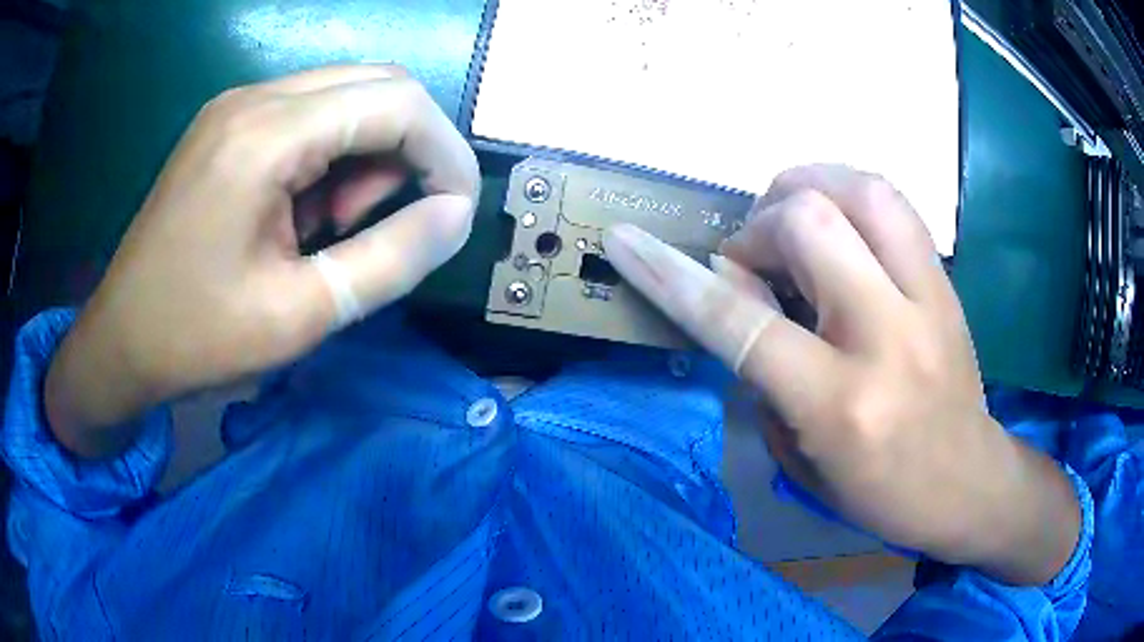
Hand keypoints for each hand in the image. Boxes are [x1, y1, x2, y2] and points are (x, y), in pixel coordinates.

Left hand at [45, 65, 479, 457]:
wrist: (120, 342)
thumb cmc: (197, 339)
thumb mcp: (301, 314)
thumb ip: (392, 260)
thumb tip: (456, 215)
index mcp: (265, 136)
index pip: (396, 101)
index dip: (444, 151)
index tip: (455, 212)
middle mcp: (255, 98)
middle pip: (377, 85)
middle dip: (412, 147)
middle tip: (402, 219)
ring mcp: (238, 106)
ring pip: (347, 96)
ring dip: (369, 154)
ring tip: (340, 226)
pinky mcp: (230, 125)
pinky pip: (310, 116)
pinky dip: (333, 156)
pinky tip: (309, 211)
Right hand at [604, 165, 1079, 584]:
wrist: (968, 483)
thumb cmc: (880, 492)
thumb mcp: (800, 461)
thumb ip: (762, 375)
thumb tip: (738, 298)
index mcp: (840, 402)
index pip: (742, 322)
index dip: (672, 275)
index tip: (626, 239)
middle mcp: (886, 337)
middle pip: (808, 225)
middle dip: (758, 228)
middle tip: (754, 259)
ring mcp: (927, 299)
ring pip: (862, 191)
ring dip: (807, 187)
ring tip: (790, 215)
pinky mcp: (947, 282)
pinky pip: (895, 203)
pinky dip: (851, 192)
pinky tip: (838, 218)